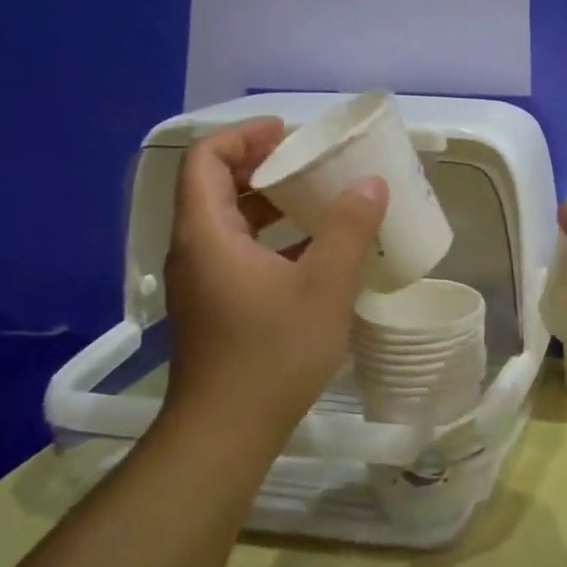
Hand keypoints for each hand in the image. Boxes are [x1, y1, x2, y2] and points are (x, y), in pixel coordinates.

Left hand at [162, 118, 386, 443]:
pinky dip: (272, 238)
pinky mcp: (216, 308)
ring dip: (270, 204)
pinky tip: (316, 252)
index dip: (243, 136)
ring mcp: (203, 282)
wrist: (226, 433)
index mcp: (207, 234)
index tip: (288, 132)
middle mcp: (195, 251)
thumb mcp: (324, 285)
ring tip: (319, 199)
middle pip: (216, 187)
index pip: (205, 159)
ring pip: (229, 223)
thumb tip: (371, 184)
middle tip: (310, 161)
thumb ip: (349, 229)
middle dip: (263, 166)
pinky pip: (240, 253)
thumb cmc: (271, 352)